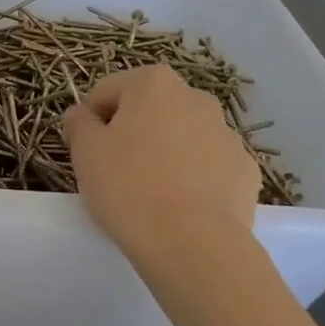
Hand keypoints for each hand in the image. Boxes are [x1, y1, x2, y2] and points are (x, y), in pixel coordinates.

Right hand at [63, 64, 260, 256]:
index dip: (91, 118)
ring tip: (150, 191)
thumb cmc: (128, 186)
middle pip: (150, 109)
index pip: (108, 90)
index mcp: (153, 84)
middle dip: (133, 131)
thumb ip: (79, 123)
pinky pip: (209, 166)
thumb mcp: (85, 152)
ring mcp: (227, 134)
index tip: (86, 149)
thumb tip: (82, 114)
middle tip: (116, 169)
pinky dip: (194, 177)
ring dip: (166, 152)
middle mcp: (196, 98)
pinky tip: (181, 206)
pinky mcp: (245, 169)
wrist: (191, 241)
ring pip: (183, 136)